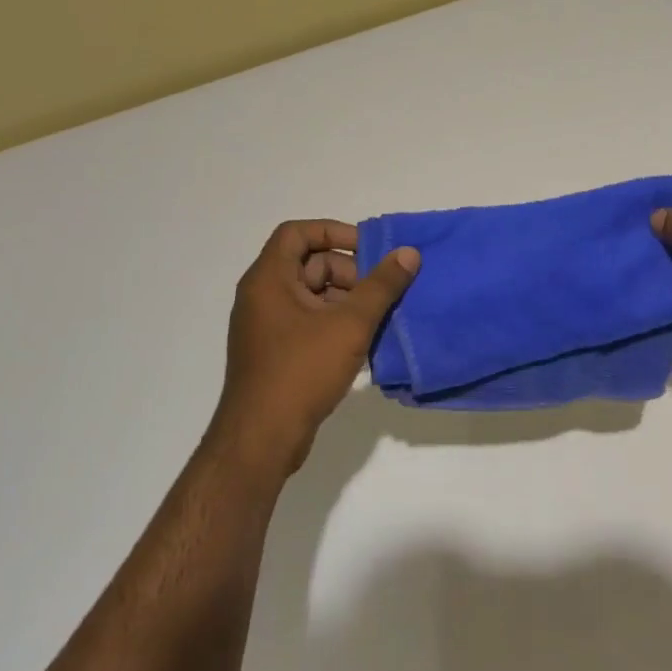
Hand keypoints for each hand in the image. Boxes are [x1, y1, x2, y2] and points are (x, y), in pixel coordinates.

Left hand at [212, 220, 419, 478]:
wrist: (262, 438)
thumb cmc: (302, 371)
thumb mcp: (350, 324)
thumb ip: (382, 286)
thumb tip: (409, 254)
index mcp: (268, 279)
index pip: (297, 232)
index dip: (334, 232)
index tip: (369, 249)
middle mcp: (262, 296)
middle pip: (308, 264)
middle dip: (349, 273)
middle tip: (380, 293)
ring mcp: (266, 326)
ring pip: (312, 296)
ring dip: (346, 301)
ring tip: (378, 320)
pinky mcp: (275, 352)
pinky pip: (308, 322)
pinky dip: (335, 324)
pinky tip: (363, 344)